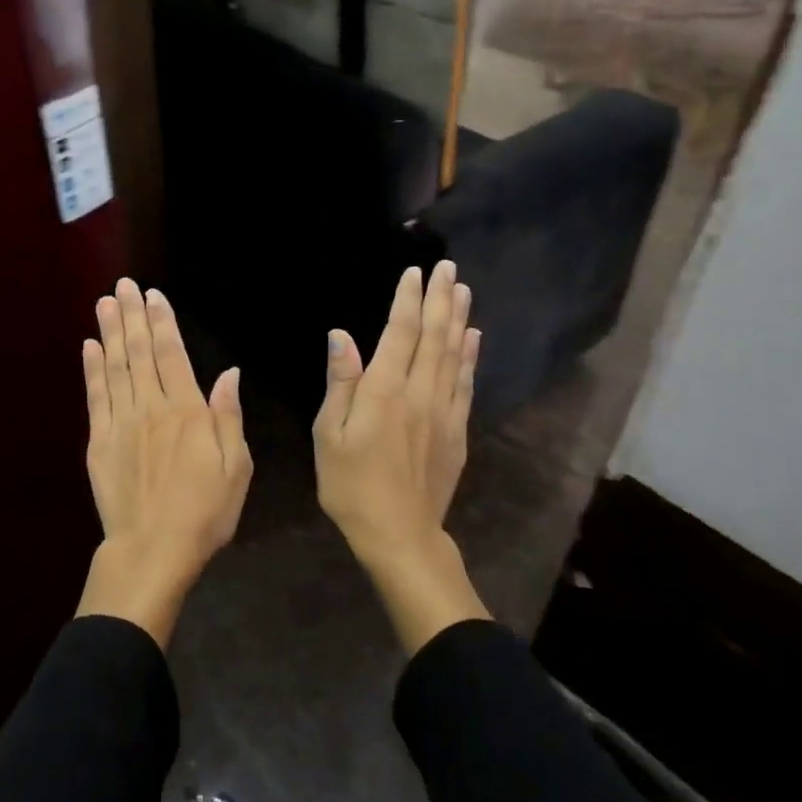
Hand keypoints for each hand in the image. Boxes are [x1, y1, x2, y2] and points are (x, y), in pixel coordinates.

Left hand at [75, 279, 251, 646]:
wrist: (152, 551)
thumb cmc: (204, 513)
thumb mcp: (236, 468)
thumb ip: (229, 417)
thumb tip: (229, 373)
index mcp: (188, 413)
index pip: (173, 355)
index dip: (163, 322)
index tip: (154, 296)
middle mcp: (152, 408)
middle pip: (141, 353)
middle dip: (133, 315)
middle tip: (124, 285)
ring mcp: (121, 423)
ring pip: (116, 367)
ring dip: (111, 332)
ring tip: (105, 302)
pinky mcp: (99, 442)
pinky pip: (95, 397)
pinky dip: (92, 369)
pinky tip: (90, 346)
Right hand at [313, 261, 488, 652]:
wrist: (399, 534)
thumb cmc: (351, 485)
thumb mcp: (329, 435)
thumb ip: (340, 382)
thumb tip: (341, 335)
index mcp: (384, 390)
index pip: (400, 332)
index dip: (407, 299)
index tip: (414, 271)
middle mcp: (419, 392)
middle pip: (433, 335)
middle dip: (440, 298)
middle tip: (448, 267)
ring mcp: (443, 410)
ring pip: (454, 354)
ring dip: (458, 319)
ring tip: (463, 290)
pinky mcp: (457, 430)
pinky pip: (465, 383)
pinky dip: (469, 356)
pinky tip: (472, 338)